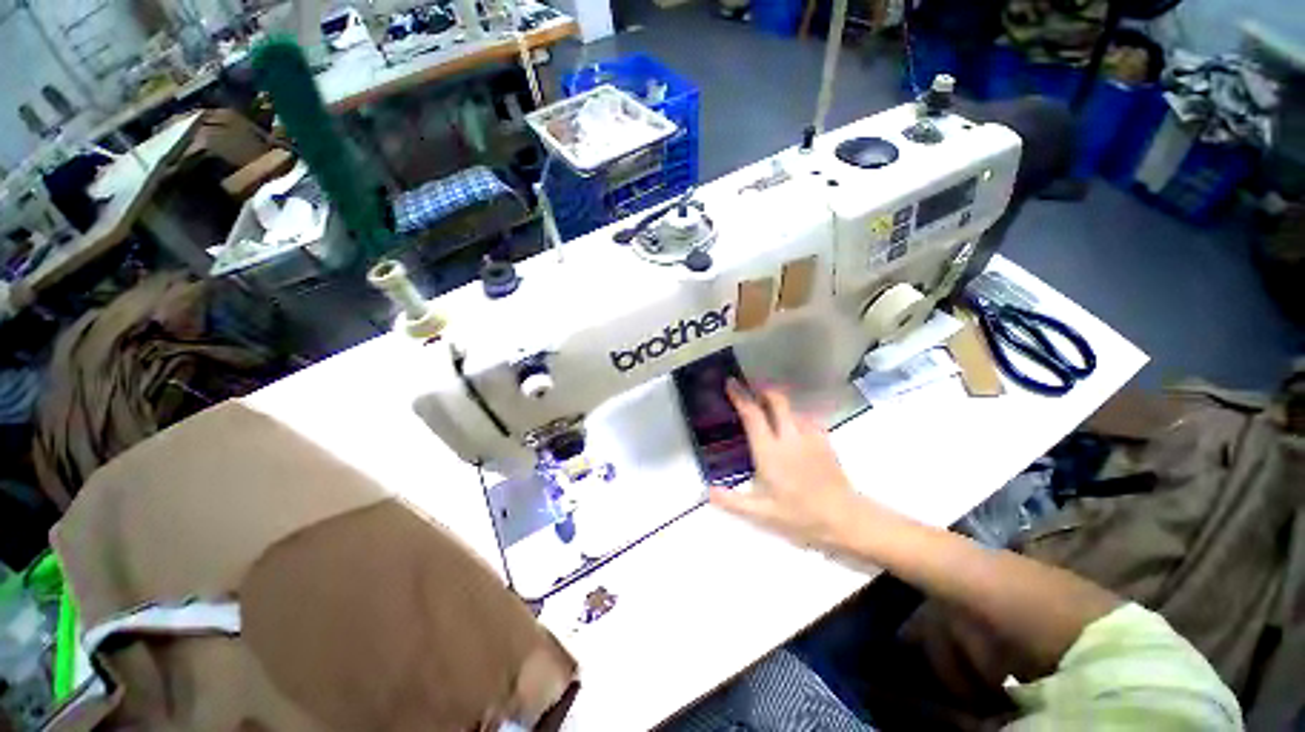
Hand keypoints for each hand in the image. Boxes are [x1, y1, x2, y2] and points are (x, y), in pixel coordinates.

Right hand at [710, 381, 867, 549]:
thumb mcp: (762, 513)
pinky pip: (806, 418)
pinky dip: (794, 415)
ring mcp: (809, 436)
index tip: (731, 383)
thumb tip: (707, 492)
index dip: (740, 396)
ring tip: (768, 408)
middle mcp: (789, 437)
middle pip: (776, 400)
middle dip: (762, 390)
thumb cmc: (800, 515)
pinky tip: (792, 426)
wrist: (845, 519)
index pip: (752, 415)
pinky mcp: (824, 440)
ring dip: (778, 403)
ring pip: (792, 408)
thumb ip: (732, 501)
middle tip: (751, 389)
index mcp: (770, 451)